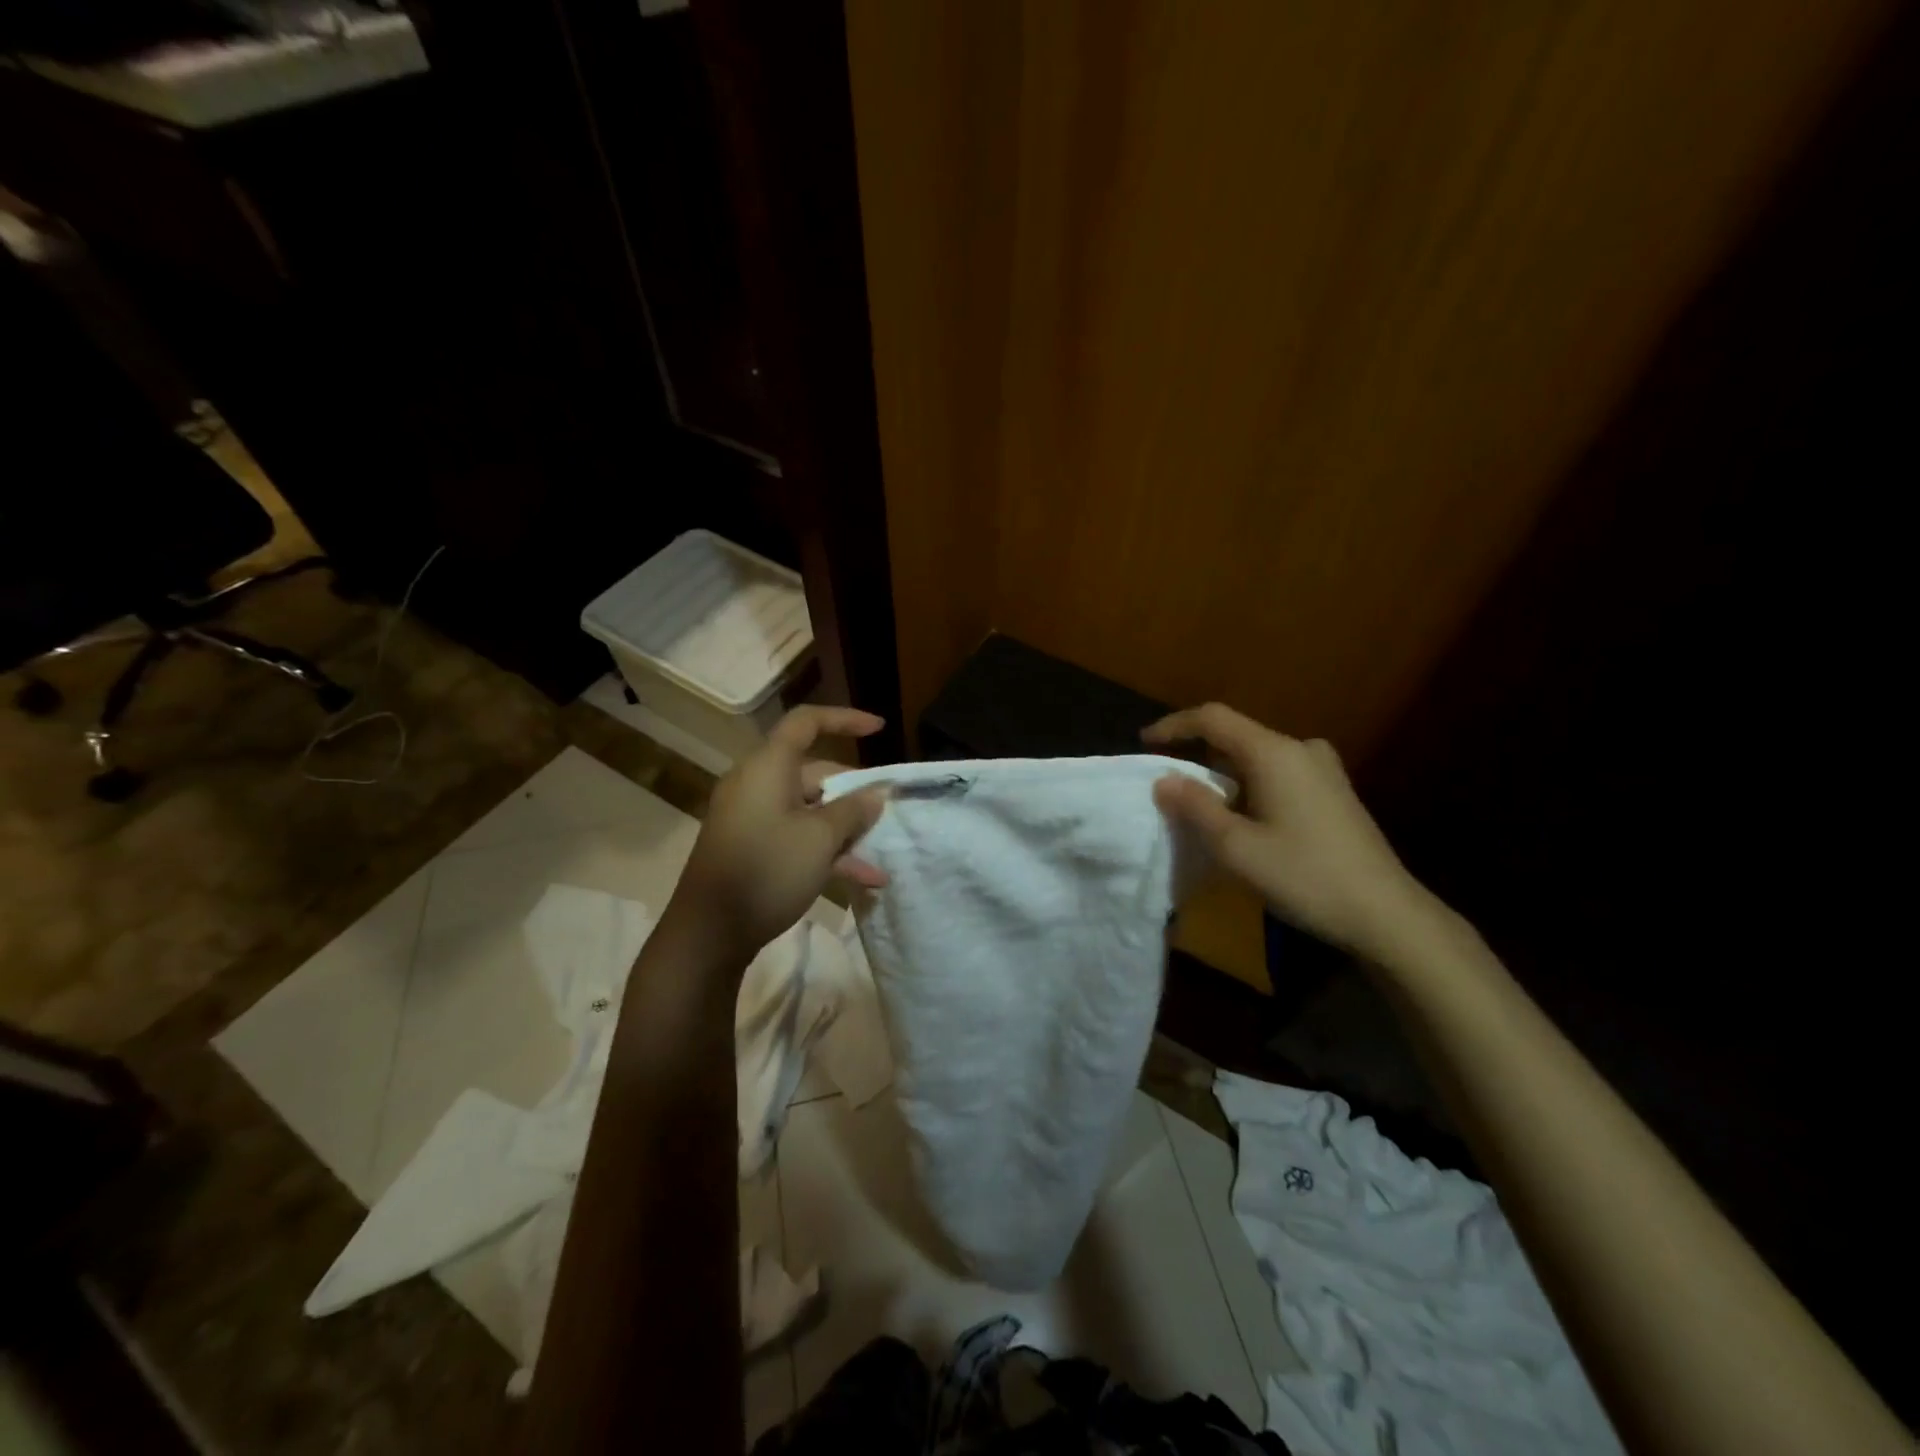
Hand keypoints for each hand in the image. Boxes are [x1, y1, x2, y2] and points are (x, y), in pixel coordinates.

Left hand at [666, 706, 889, 966]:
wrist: (709, 933)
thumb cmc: (767, 870)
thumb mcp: (820, 839)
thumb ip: (853, 810)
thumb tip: (875, 794)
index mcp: (768, 767)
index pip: (806, 723)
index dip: (844, 719)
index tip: (879, 730)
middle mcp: (757, 784)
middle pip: (813, 772)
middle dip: (853, 793)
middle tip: (885, 813)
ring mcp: (752, 818)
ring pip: (809, 810)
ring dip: (845, 830)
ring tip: (879, 855)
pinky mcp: (751, 848)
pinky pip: (796, 836)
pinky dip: (826, 851)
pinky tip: (863, 880)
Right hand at [1143, 703, 1431, 959]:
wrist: (1386, 914)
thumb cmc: (1305, 876)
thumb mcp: (1237, 847)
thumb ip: (1196, 807)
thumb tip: (1164, 780)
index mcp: (1275, 753)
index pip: (1213, 719)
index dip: (1174, 726)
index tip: (1145, 743)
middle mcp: (1301, 750)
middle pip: (1236, 736)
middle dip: (1198, 756)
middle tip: (1170, 787)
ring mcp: (1324, 770)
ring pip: (1258, 758)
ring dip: (1225, 775)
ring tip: (1202, 808)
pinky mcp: (1335, 792)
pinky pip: (1279, 774)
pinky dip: (1250, 786)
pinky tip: (1244, 819)